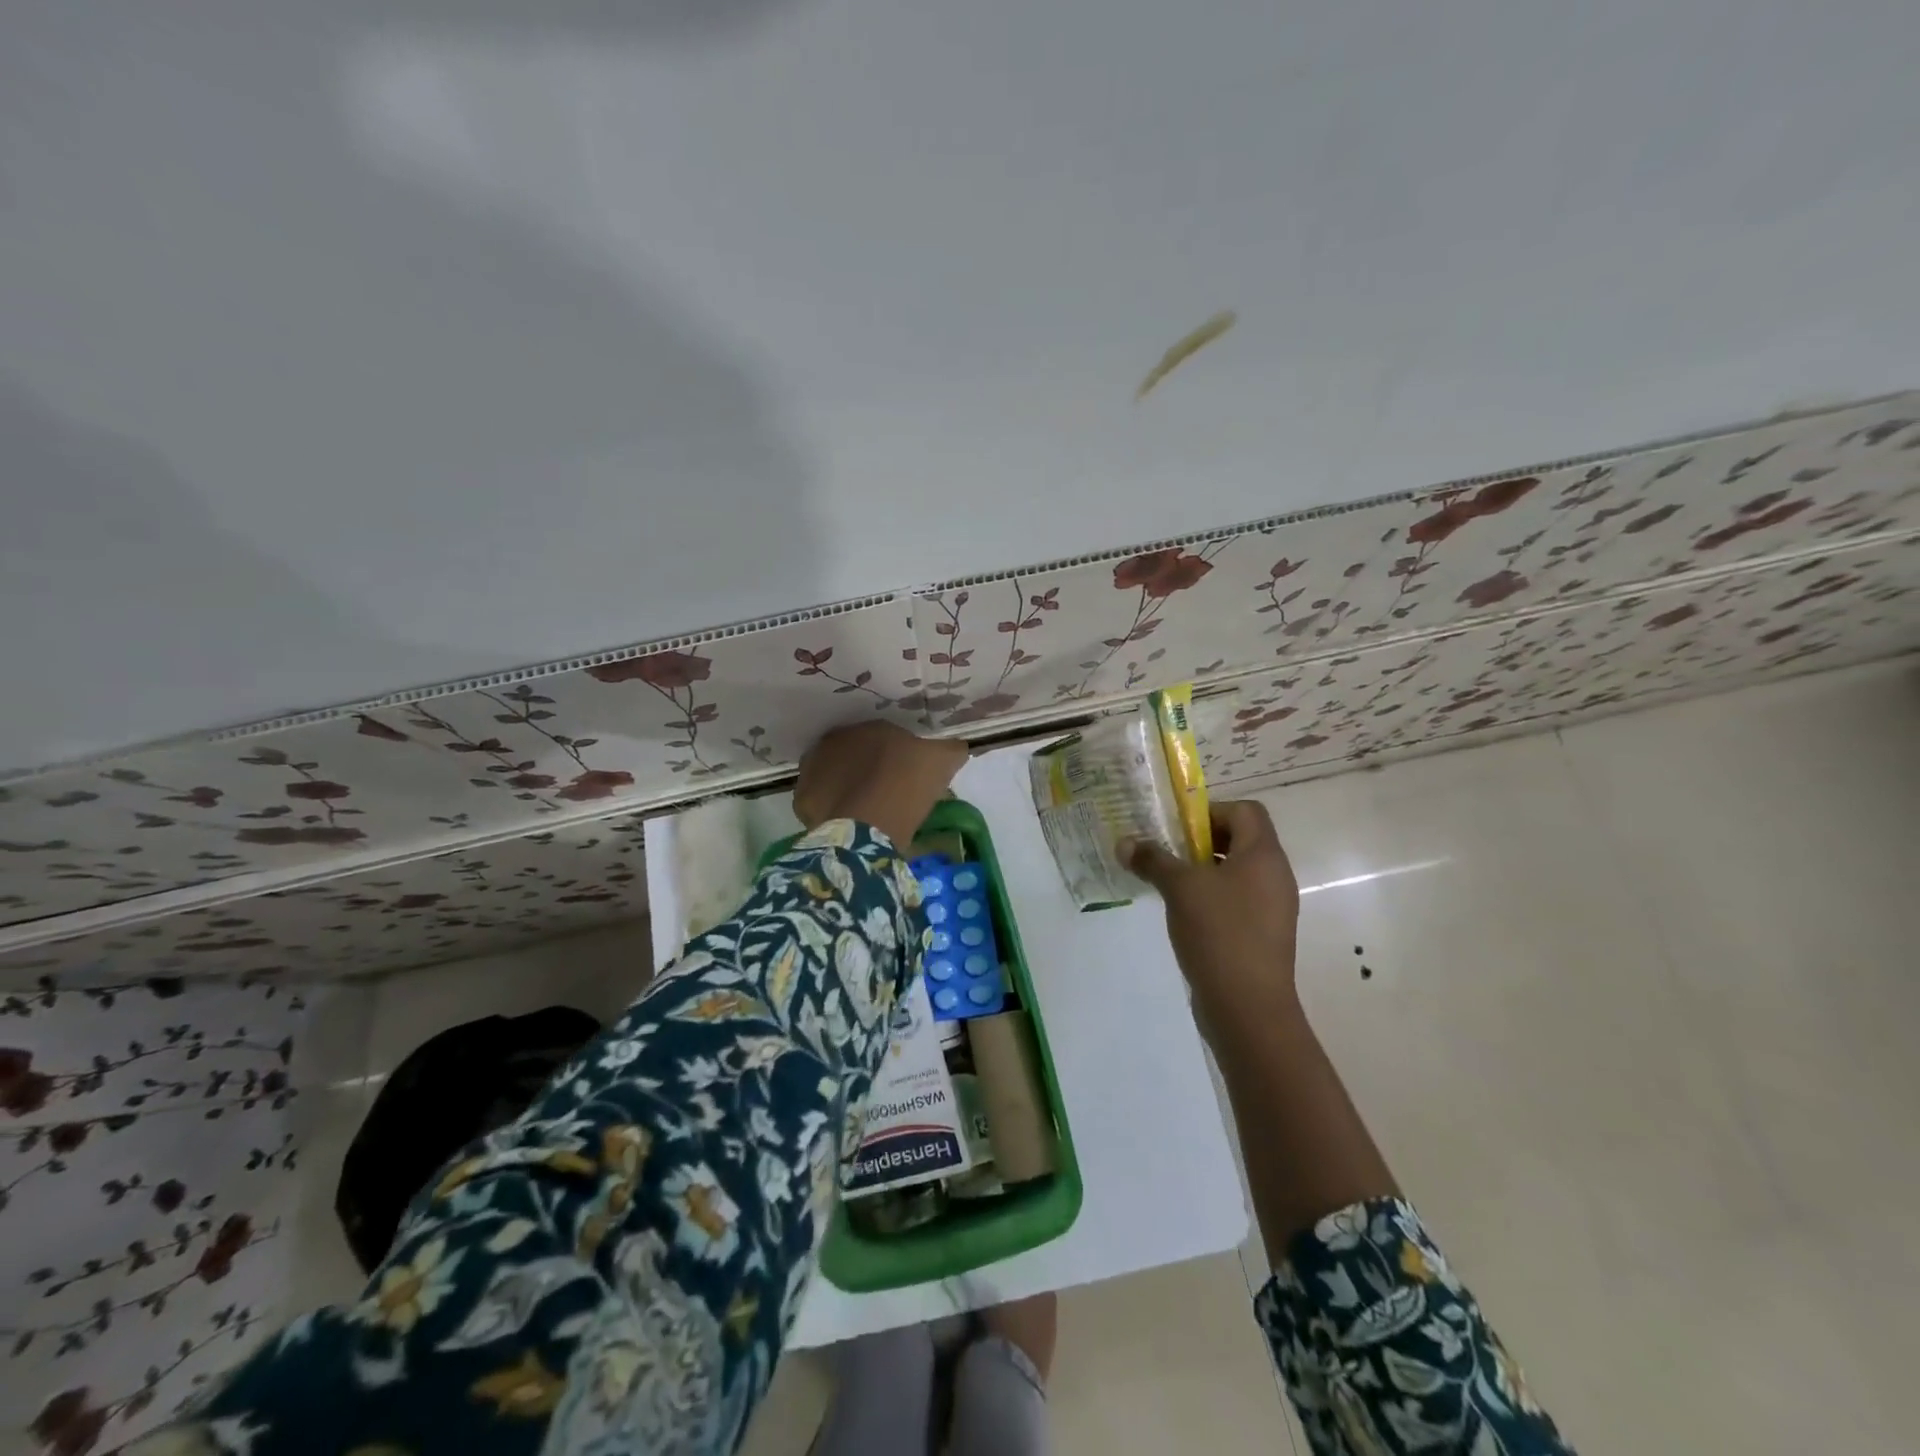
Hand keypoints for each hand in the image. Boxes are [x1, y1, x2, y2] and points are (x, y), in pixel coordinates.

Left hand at [794, 722, 968, 848]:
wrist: (868, 826)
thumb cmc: (906, 786)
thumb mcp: (941, 762)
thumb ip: (951, 749)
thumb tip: (958, 746)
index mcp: (870, 727)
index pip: (886, 737)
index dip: (899, 756)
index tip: (910, 776)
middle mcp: (836, 740)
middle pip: (856, 754)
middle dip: (868, 768)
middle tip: (888, 793)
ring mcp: (813, 769)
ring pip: (835, 776)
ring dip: (847, 786)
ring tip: (867, 811)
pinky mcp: (802, 800)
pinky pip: (822, 802)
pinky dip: (833, 810)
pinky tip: (849, 824)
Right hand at [1124, 800, 1300, 1025]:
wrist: (1248, 1007)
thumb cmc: (1219, 933)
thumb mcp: (1179, 889)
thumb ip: (1153, 860)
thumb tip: (1124, 843)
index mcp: (1263, 855)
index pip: (1245, 810)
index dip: (1211, 812)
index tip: (1178, 830)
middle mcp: (1275, 875)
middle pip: (1241, 839)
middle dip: (1201, 841)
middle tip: (1167, 854)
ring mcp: (1272, 907)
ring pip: (1237, 872)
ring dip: (1203, 870)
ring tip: (1169, 883)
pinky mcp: (1263, 934)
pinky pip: (1237, 900)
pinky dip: (1212, 897)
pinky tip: (1184, 914)